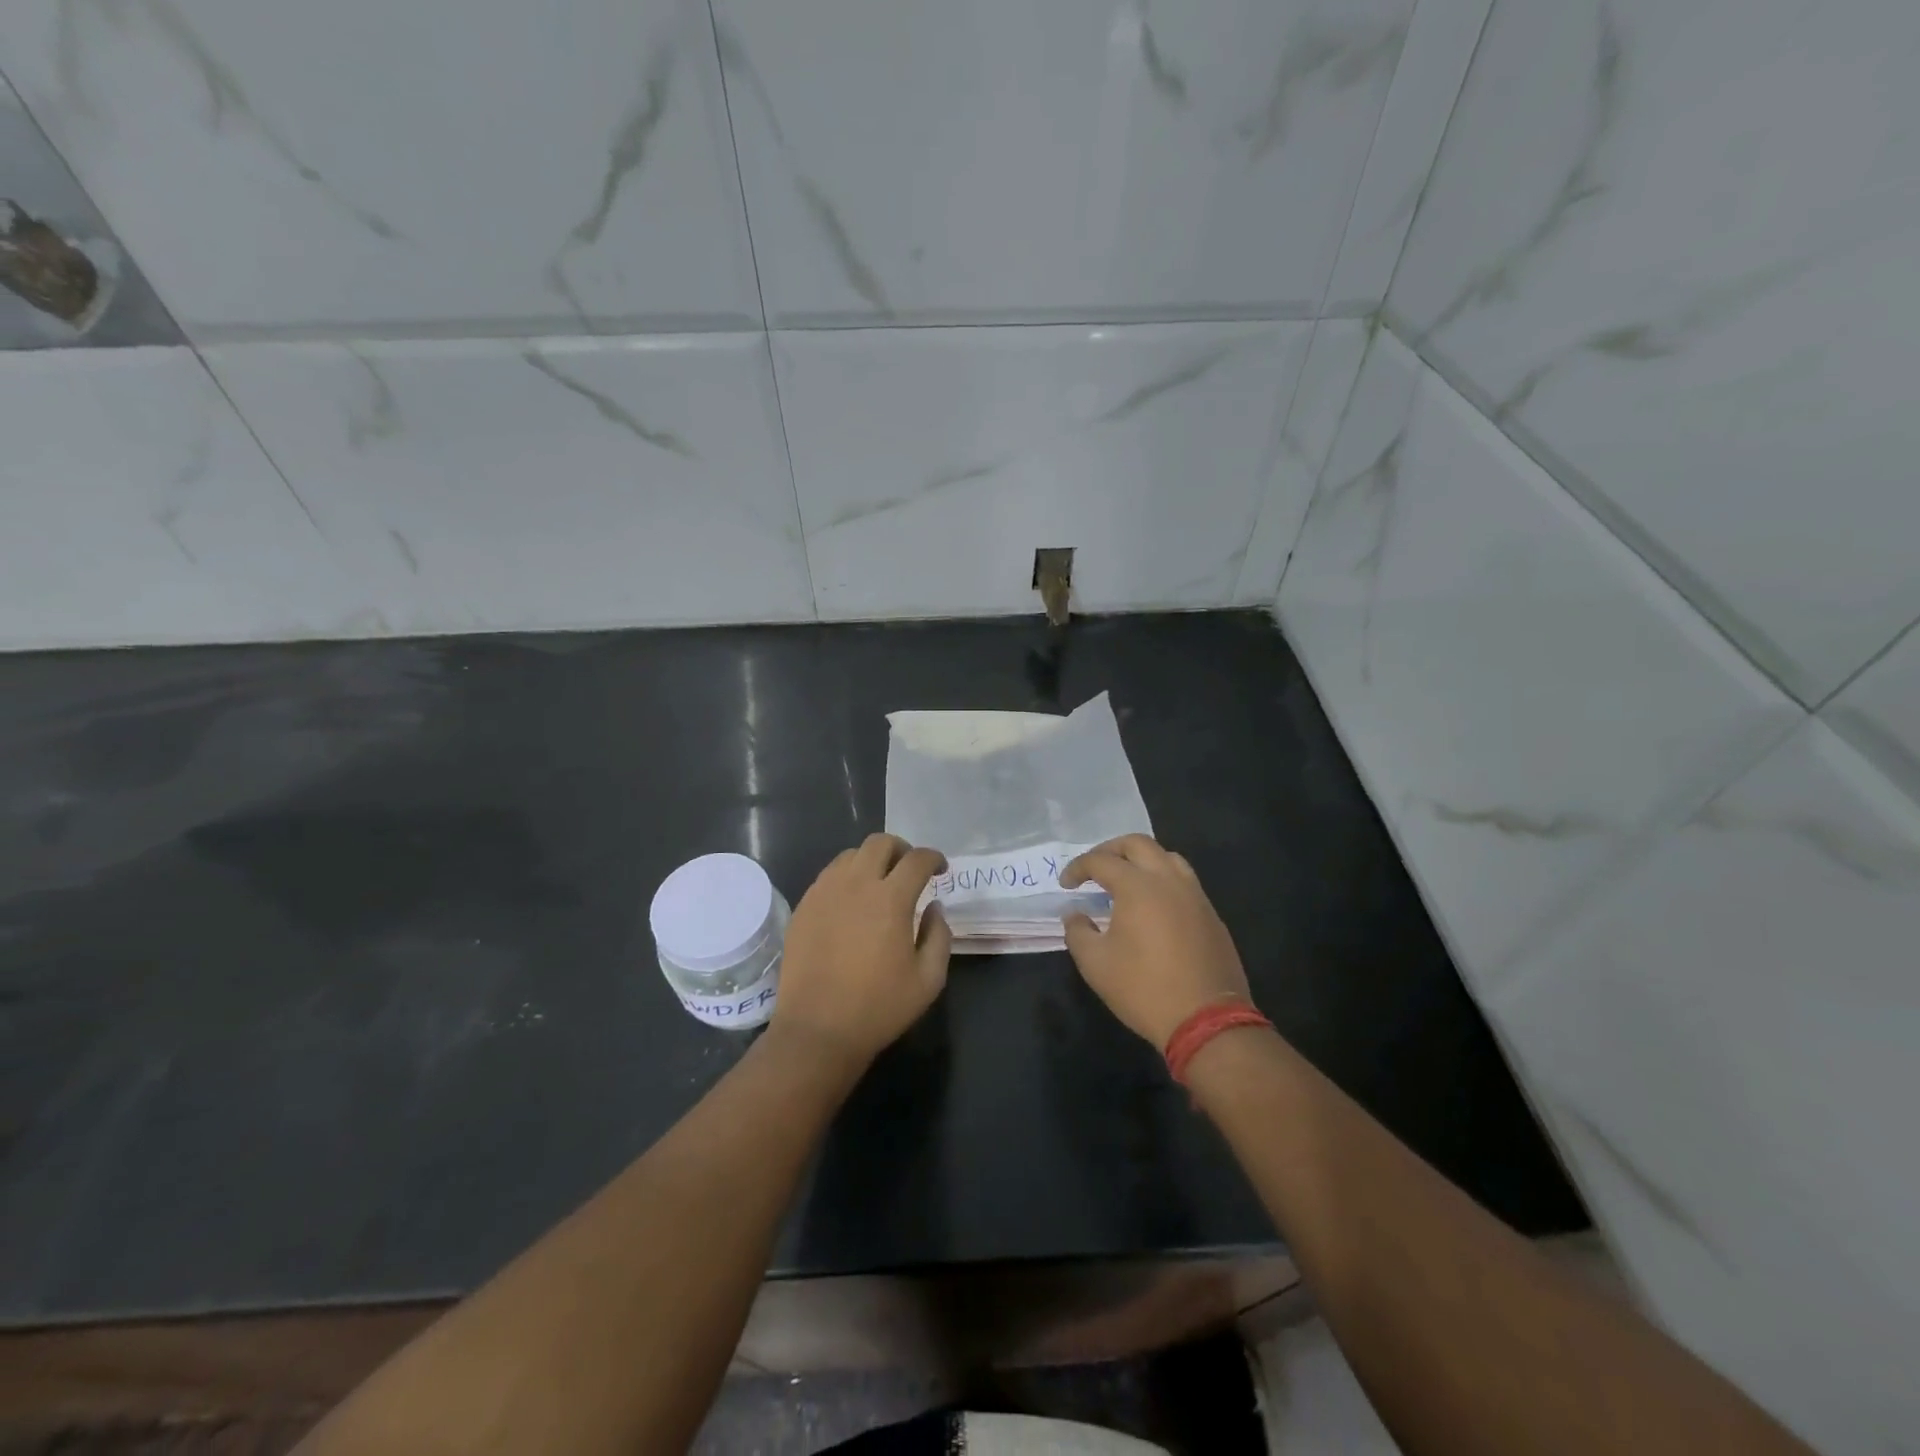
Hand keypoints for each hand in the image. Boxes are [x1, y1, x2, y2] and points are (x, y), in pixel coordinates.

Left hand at [774, 834, 951, 1064]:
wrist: (817, 1030)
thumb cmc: (879, 1007)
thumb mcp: (928, 980)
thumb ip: (939, 935)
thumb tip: (934, 908)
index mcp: (890, 899)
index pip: (917, 859)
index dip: (934, 858)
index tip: (940, 870)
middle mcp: (856, 884)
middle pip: (880, 843)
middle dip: (902, 849)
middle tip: (910, 870)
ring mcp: (824, 892)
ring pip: (851, 855)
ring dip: (871, 861)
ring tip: (879, 884)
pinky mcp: (803, 907)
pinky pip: (828, 876)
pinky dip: (846, 878)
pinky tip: (851, 904)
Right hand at [1060, 835, 1251, 1049]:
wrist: (1207, 1020)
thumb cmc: (1144, 989)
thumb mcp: (1095, 964)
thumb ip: (1078, 931)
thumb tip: (1074, 914)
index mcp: (1138, 886)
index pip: (1101, 861)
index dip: (1078, 868)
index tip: (1066, 884)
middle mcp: (1169, 880)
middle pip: (1138, 844)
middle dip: (1110, 850)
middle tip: (1094, 869)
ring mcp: (1195, 896)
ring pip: (1167, 858)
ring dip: (1142, 860)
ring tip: (1126, 880)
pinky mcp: (1211, 916)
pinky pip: (1185, 882)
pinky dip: (1163, 881)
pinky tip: (1153, 907)